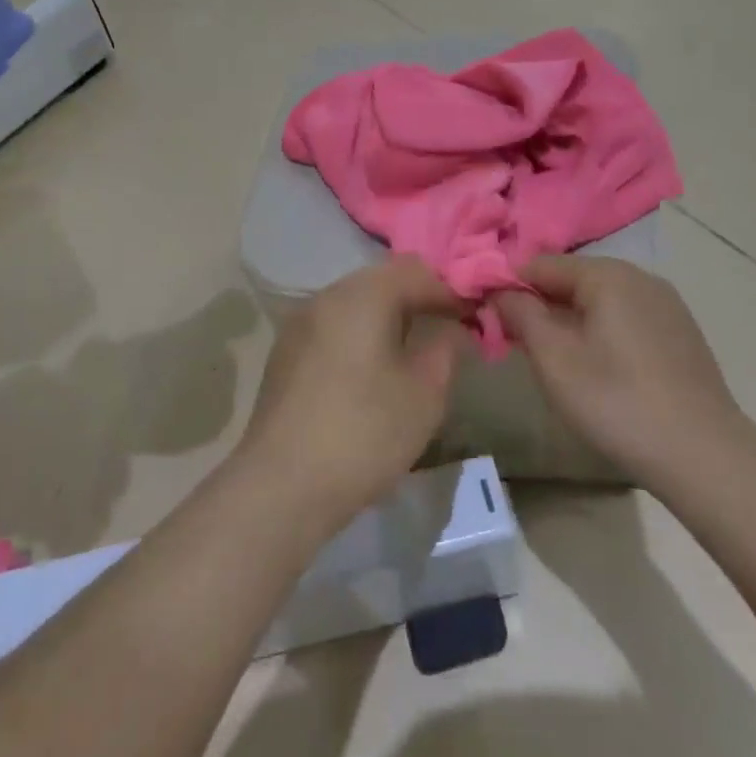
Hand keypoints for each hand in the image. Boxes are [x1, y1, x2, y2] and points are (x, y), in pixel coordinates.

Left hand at [239, 258, 468, 531]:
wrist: (281, 486)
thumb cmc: (364, 433)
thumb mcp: (424, 394)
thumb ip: (445, 349)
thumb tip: (451, 328)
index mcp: (361, 295)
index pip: (416, 270)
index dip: (450, 290)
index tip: (474, 318)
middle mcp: (325, 296)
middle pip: (381, 281)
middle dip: (418, 300)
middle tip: (447, 332)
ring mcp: (299, 324)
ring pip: (354, 304)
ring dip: (387, 318)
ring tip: (413, 353)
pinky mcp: (284, 353)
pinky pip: (333, 328)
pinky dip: (359, 336)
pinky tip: (371, 373)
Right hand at [494, 256, 747, 489]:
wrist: (705, 456)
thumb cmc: (617, 402)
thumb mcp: (554, 359)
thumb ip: (521, 315)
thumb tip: (500, 290)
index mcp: (607, 274)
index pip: (540, 264)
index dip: (509, 288)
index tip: (488, 318)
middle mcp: (639, 277)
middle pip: (572, 279)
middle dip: (540, 306)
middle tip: (518, 345)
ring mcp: (666, 305)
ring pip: (599, 300)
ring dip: (570, 321)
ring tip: (556, 362)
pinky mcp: (680, 333)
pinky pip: (625, 318)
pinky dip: (601, 333)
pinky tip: (600, 371)